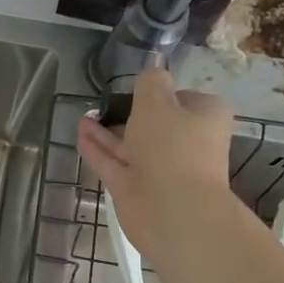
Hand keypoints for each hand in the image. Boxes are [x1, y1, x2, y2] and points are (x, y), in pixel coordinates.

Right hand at [77, 67, 234, 260]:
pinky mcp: (135, 187)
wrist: (171, 208)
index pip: (183, 98)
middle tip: (104, 102)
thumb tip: (153, 74)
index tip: (135, 89)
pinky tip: (79, 133)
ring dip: (107, 131)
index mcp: (204, 118)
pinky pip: (113, 162)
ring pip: (130, 144)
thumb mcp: (157, 101)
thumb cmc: (171, 146)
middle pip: (155, 124)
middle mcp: (185, 142)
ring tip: (84, 115)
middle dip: (129, 114)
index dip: (160, 93)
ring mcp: (159, 168)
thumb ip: (150, 83)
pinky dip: (97, 148)